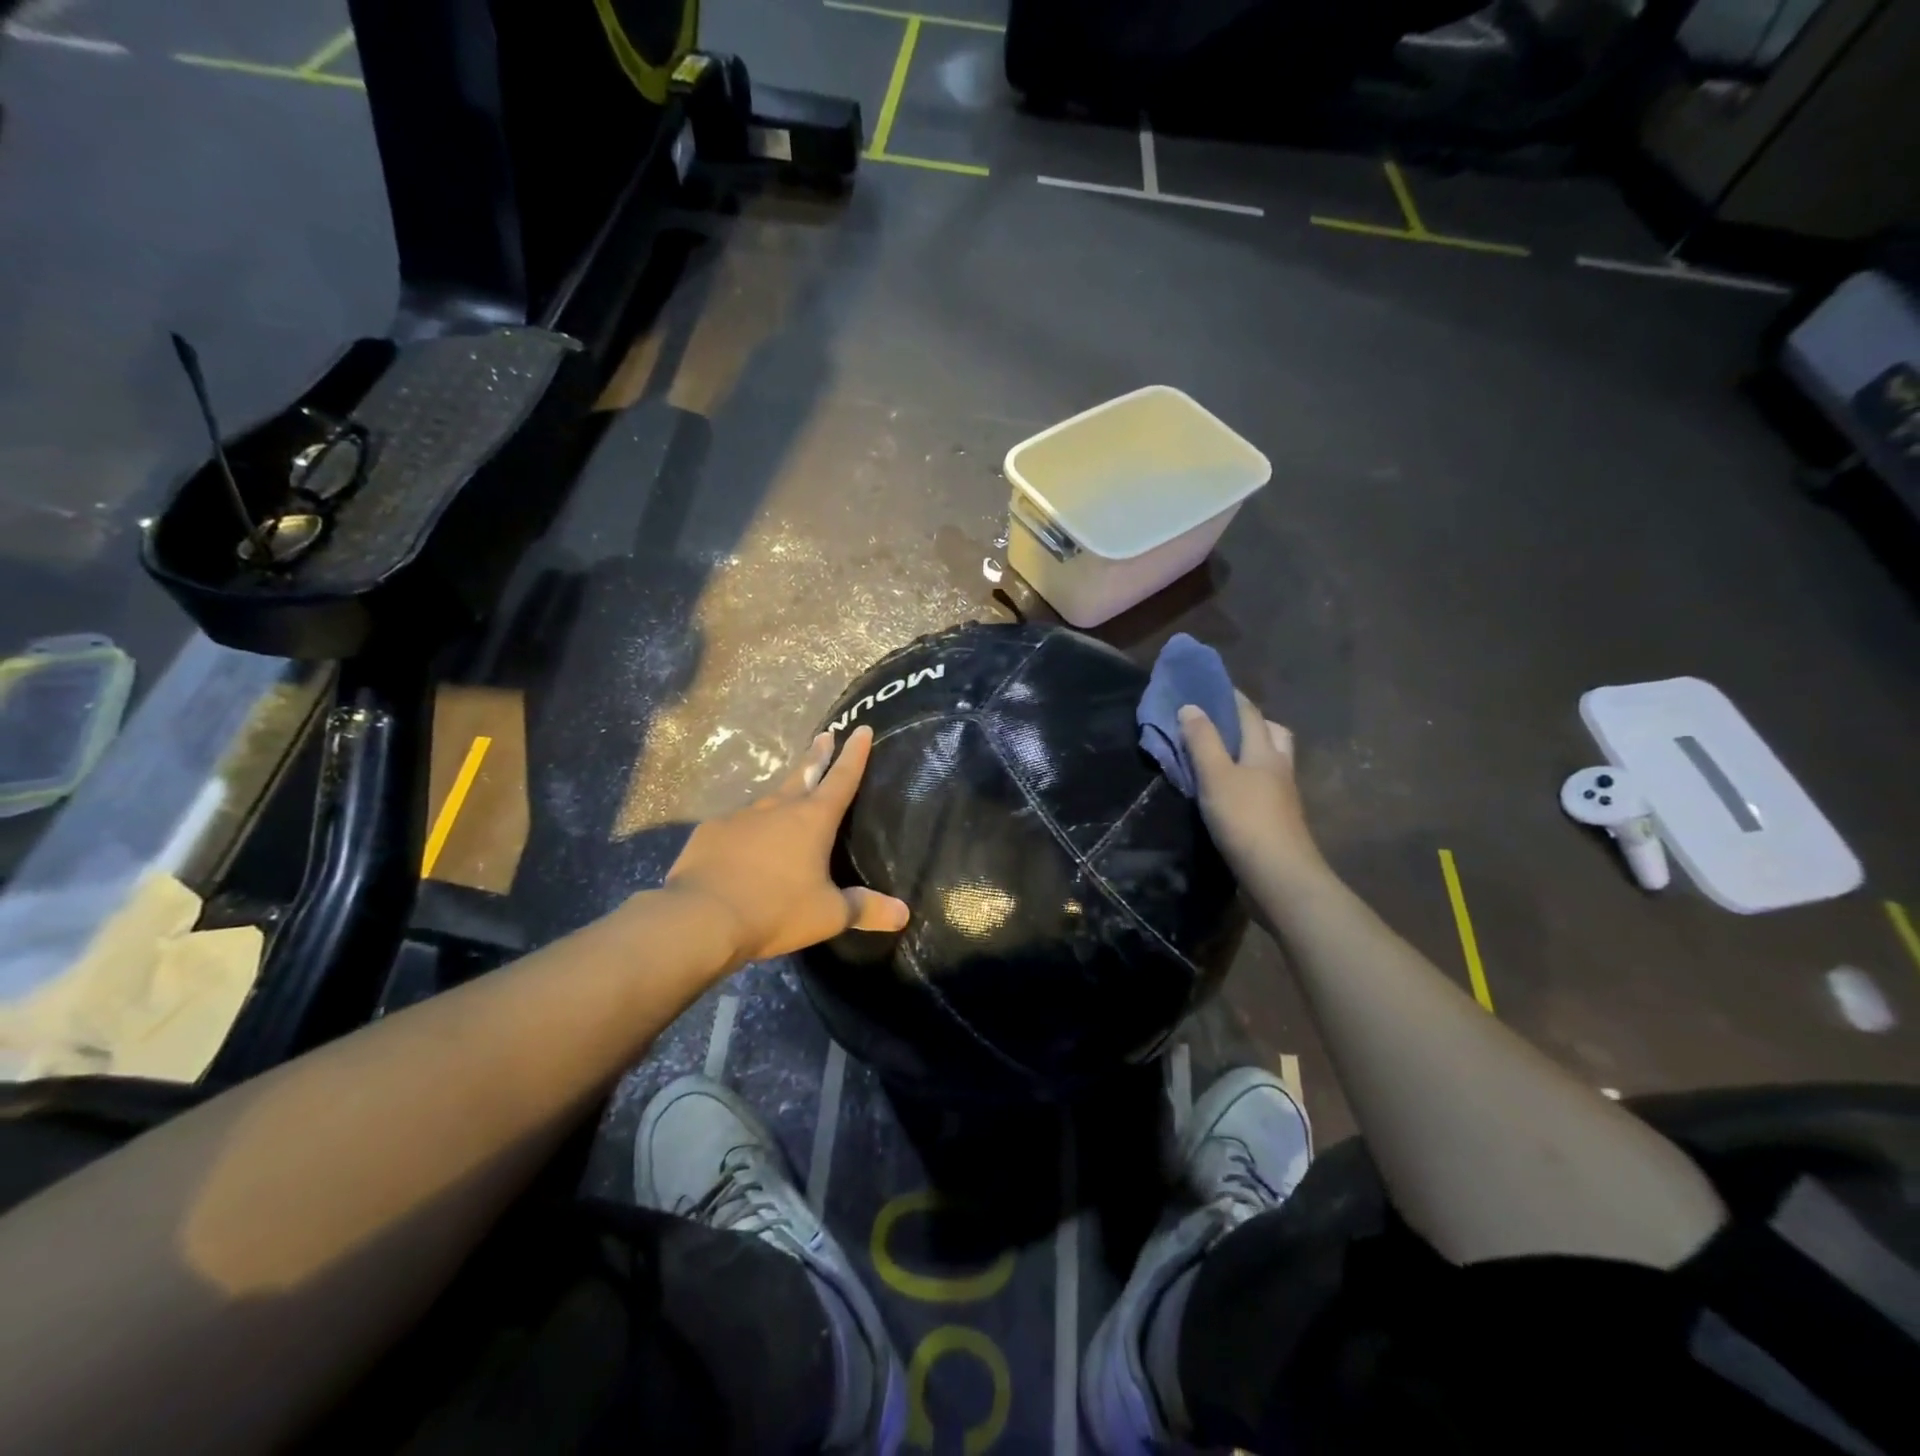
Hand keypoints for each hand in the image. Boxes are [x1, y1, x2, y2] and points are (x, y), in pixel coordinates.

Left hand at [665, 725, 909, 967]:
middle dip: (817, 755)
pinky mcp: (711, 832)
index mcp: (813, 820)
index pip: (842, 778)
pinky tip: (744, 847)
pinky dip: (748, 831)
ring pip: (769, 801)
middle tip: (825, 735)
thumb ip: (865, 909)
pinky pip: (737, 826)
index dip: (855, 754)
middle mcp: (778, 808)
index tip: (861, 728)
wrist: (701, 918)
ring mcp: (741, 817)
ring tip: (787, 803)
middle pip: (804, 774)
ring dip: (782, 796)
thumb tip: (904, 914)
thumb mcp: (828, 915)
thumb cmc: (775, 911)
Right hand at [1179, 693, 1326, 895]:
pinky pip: (1266, 785)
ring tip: (1225, 756)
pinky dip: (1251, 778)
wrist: (1279, 875)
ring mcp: (1283, 795)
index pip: (1250, 714)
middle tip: (1225, 722)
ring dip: (1253, 751)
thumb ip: (1202, 741)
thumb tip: (1190, 706)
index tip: (1212, 686)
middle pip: (1272, 734)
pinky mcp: (1279, 819)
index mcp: (1265, 751)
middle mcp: (1279, 768)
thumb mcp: (1215, 776)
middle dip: (1252, 722)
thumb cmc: (1245, 820)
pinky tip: (1233, 789)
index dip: (1232, 698)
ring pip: (1272, 761)